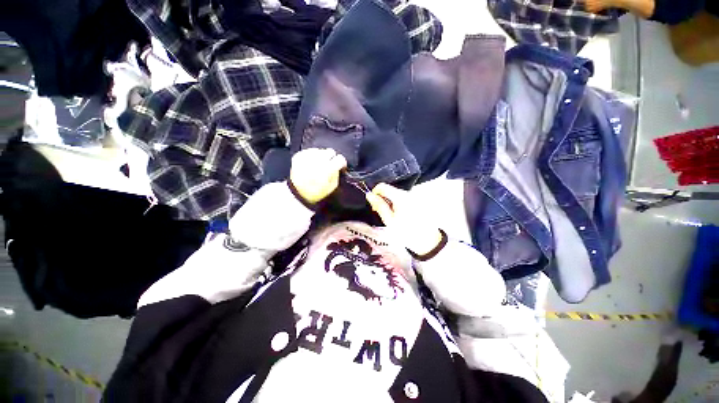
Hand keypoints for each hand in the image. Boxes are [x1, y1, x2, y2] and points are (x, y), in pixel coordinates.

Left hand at [290, 148, 347, 203]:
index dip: (342, 163)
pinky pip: (309, 151)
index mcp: (327, 170)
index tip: (341, 166)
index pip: (340, 159)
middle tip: (329, 165)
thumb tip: (338, 166)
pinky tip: (311, 164)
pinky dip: (312, 156)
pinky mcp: (298, 156)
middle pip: (330, 151)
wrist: (297, 194)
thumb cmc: (316, 193)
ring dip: (321, 157)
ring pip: (320, 150)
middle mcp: (317, 161)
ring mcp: (306, 158)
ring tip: (318, 166)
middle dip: (332, 158)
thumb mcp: (332, 187)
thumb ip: (337, 174)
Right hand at [365, 183, 442, 255]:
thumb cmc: (406, 232)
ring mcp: (413, 196)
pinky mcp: (417, 201)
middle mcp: (408, 193)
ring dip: (389, 201)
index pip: (382, 186)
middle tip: (380, 211)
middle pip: (389, 189)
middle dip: (382, 198)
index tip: (374, 204)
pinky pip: (403, 198)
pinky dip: (397, 203)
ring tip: (390, 215)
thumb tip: (369, 195)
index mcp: (400, 197)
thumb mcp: (389, 220)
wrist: (427, 240)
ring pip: (395, 194)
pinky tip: (398, 214)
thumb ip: (379, 205)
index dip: (375, 193)